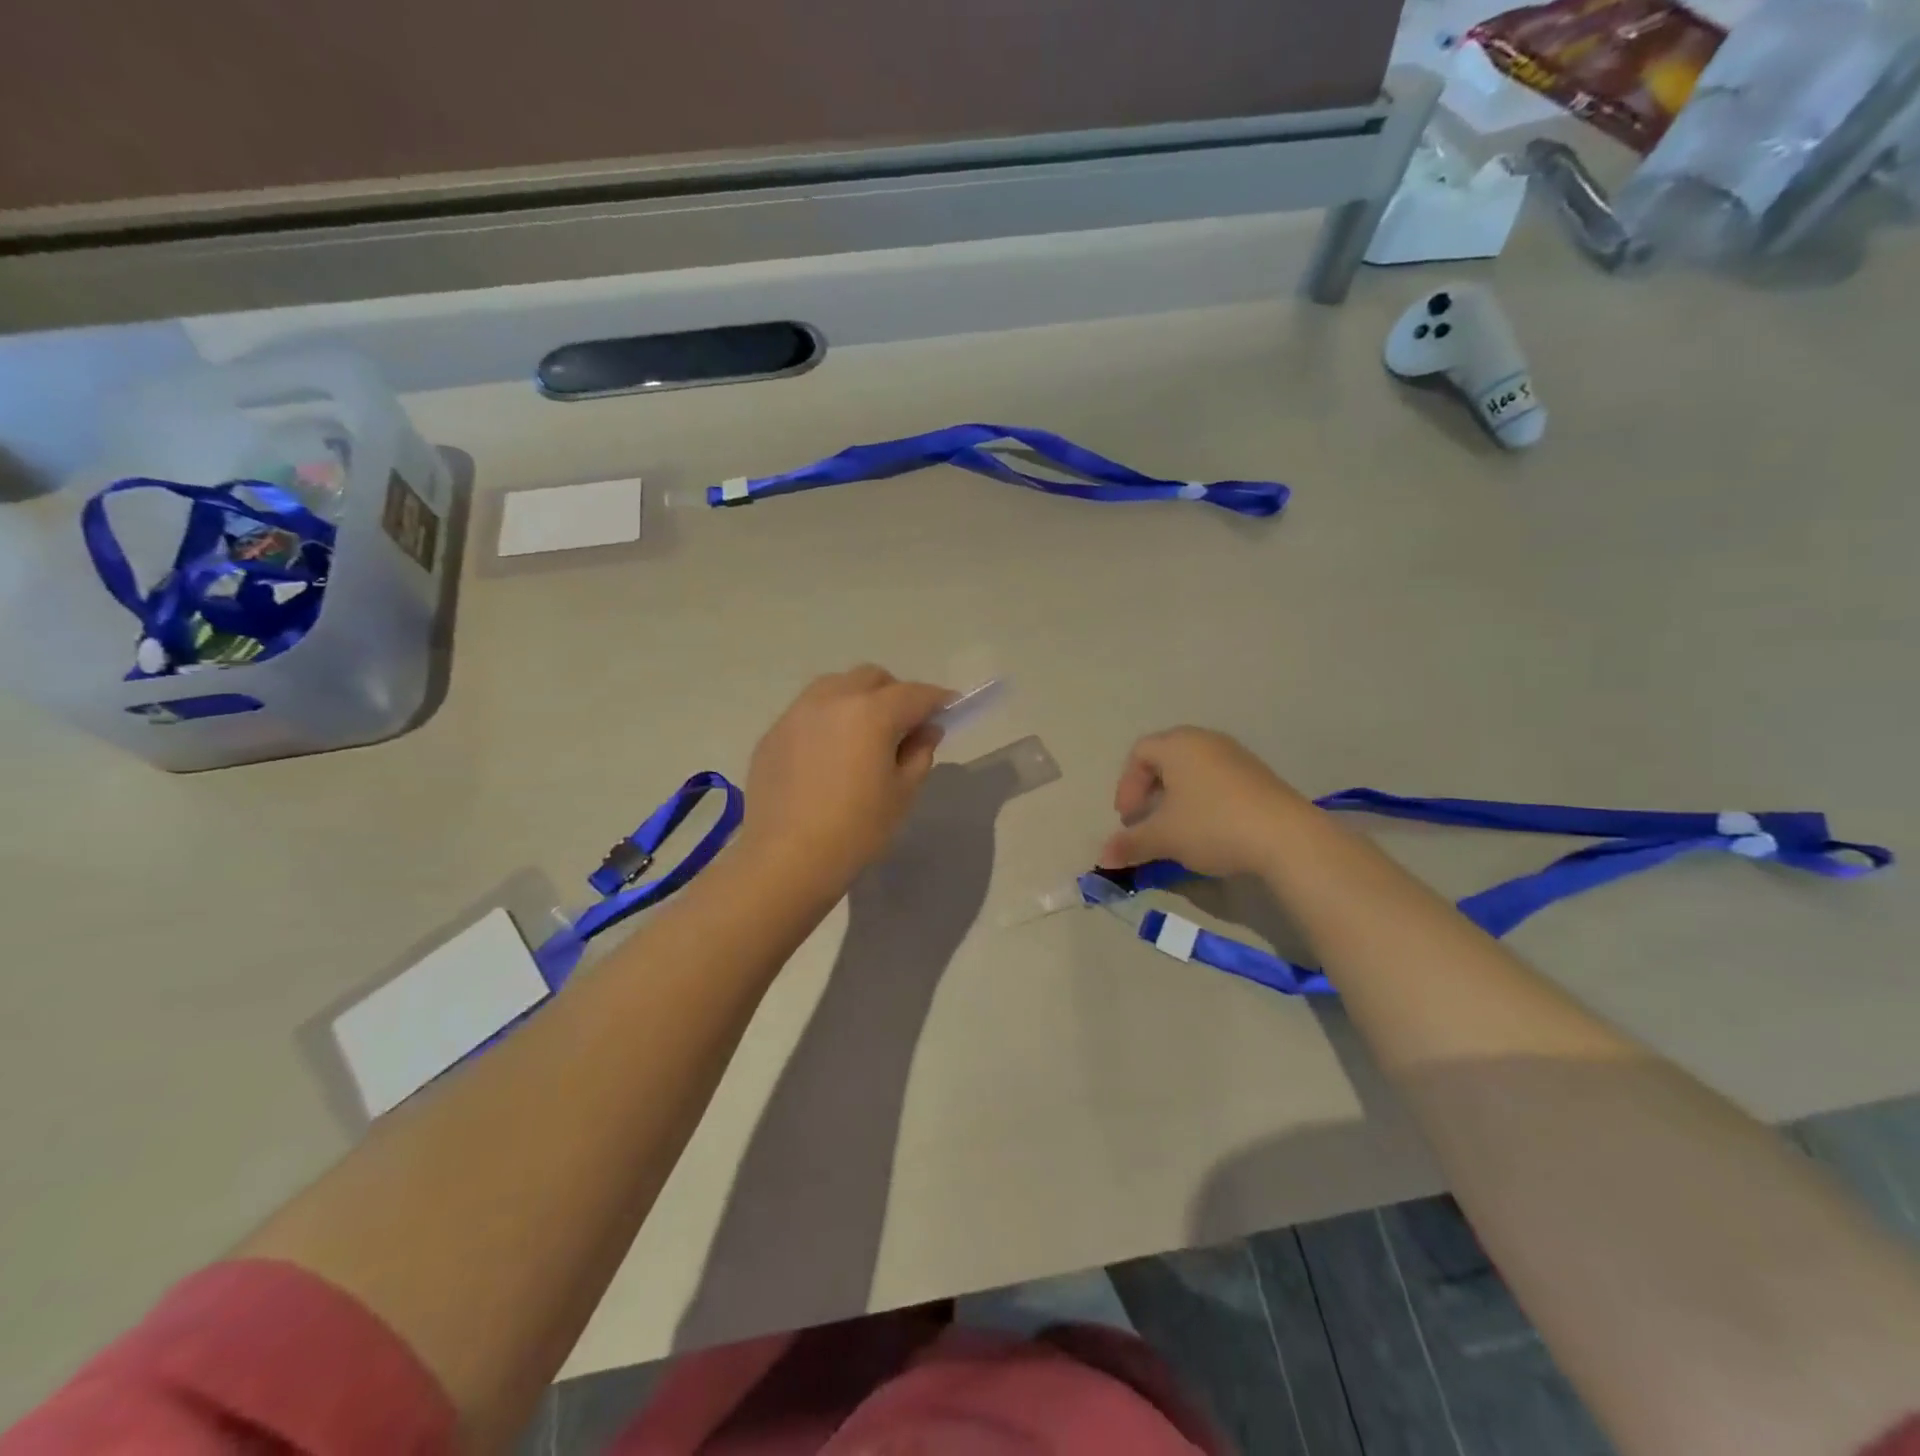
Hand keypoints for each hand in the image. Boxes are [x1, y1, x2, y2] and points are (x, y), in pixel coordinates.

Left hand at [740, 666, 954, 890]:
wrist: (787, 859)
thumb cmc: (856, 829)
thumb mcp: (902, 793)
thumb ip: (919, 753)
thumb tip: (926, 729)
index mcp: (871, 712)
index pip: (914, 694)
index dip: (937, 699)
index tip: (950, 707)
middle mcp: (832, 700)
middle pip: (871, 678)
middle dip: (895, 693)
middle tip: (905, 724)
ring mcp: (797, 714)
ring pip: (834, 686)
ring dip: (857, 698)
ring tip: (863, 733)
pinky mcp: (772, 734)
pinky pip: (808, 712)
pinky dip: (827, 720)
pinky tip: (828, 754)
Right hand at [1098, 727, 1313, 878]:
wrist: (1286, 837)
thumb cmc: (1212, 826)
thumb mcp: (1164, 838)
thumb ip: (1130, 844)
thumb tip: (1102, 858)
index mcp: (1178, 745)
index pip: (1139, 753)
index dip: (1126, 786)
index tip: (1128, 819)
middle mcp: (1205, 740)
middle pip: (1166, 757)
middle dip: (1150, 789)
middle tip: (1146, 819)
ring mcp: (1236, 755)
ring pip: (1193, 769)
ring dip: (1177, 796)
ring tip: (1177, 827)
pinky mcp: (1259, 775)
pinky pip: (1218, 779)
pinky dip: (1203, 798)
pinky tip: (1209, 828)